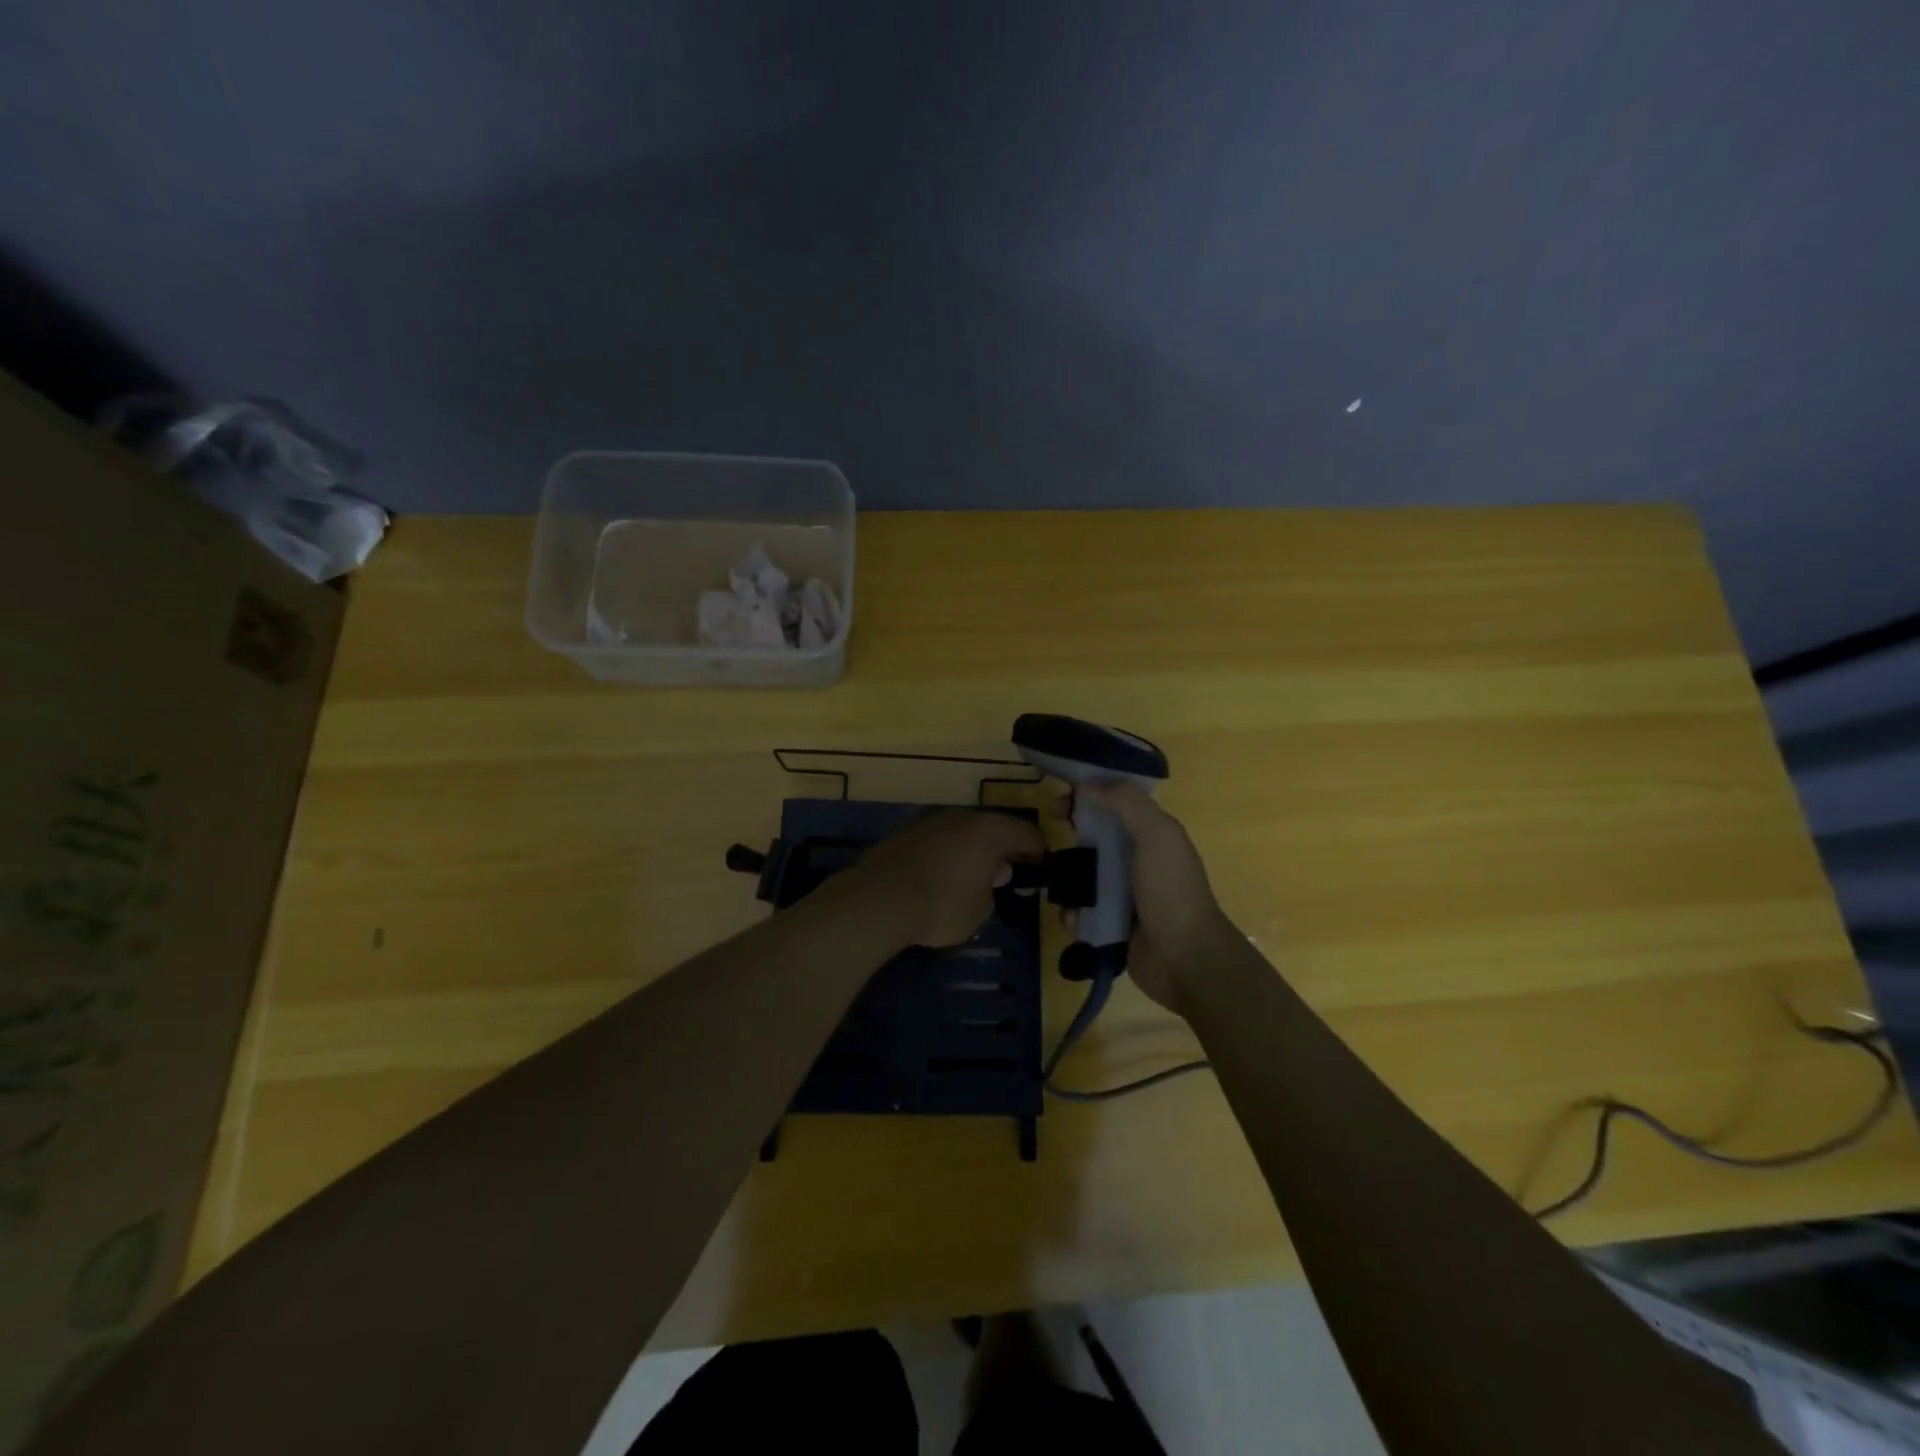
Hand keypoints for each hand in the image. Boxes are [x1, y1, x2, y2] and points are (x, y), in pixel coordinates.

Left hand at [854, 809, 1045, 947]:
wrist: (880, 899)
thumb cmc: (943, 904)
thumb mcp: (980, 910)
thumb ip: (992, 891)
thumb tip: (989, 878)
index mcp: (990, 831)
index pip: (1026, 833)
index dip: (1038, 850)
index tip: (1043, 866)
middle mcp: (962, 818)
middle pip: (992, 829)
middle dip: (1003, 849)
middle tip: (1009, 873)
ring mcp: (931, 823)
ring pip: (962, 834)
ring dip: (972, 851)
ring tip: (974, 877)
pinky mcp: (905, 835)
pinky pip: (938, 843)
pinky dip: (946, 856)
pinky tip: (941, 878)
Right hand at [1072, 780, 1237, 1015]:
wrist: (1185, 959)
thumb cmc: (1171, 890)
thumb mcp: (1157, 834)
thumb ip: (1126, 802)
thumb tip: (1087, 784)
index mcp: (1150, 833)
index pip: (1113, 804)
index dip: (1085, 797)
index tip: (1057, 804)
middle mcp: (1136, 859)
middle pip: (1092, 839)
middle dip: (1070, 842)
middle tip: (1049, 849)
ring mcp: (1123, 894)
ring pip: (1082, 877)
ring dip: (1068, 883)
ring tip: (1063, 892)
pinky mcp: (1111, 924)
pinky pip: (1081, 912)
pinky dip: (1074, 915)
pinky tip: (1075, 921)